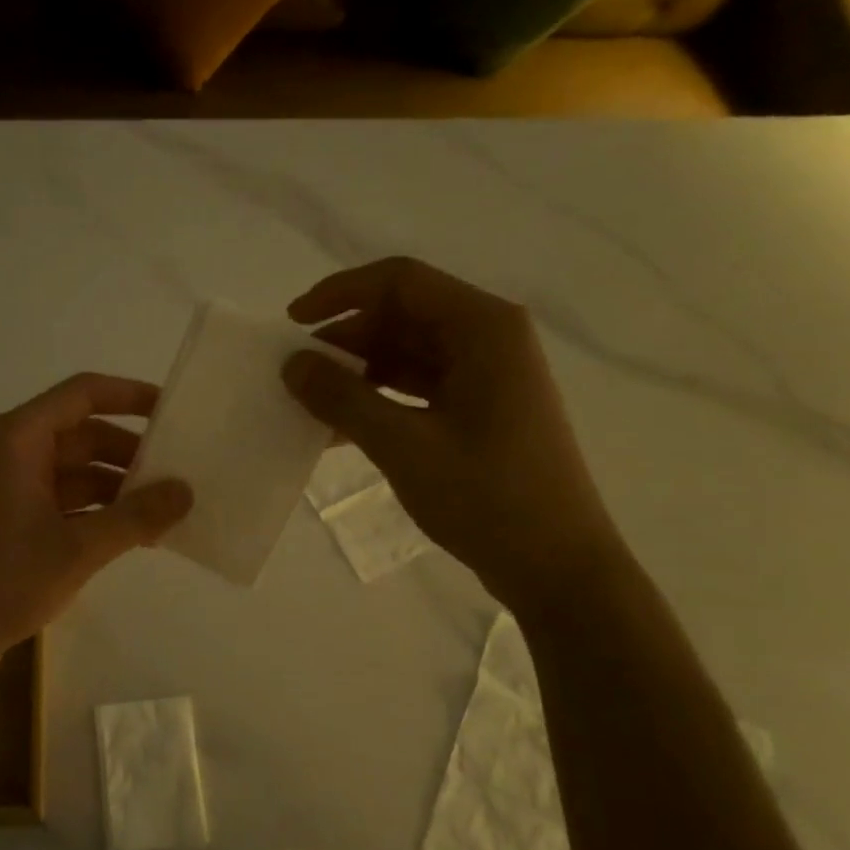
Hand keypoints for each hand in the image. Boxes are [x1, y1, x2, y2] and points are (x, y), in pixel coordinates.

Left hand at [0, 373, 192, 693]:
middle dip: (131, 453)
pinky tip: (136, 536)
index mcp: (18, 439)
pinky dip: (98, 512)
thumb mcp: (78, 549)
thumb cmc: (1, 581)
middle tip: (181, 473)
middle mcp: (12, 452)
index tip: (175, 411)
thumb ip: (136, 516)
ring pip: (76, 471)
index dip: (130, 395)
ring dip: (118, 488)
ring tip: (167, 512)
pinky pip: (64, 500)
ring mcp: (10, 488)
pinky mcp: (11, 520)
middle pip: (83, 434)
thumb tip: (186, 491)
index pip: (83, 394)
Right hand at [282, 258, 624, 616]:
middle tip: (297, 371)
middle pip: (403, 315)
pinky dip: (379, 400)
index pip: (400, 281)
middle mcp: (489, 340)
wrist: (557, 568)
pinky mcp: (481, 411)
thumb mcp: (404, 445)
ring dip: (358, 372)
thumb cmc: (488, 498)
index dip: (340, 293)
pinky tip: (340, 429)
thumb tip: (292, 363)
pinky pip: (418, 387)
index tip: (292, 322)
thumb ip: (343, 398)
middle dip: (346, 338)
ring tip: (311, 401)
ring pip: (408, 353)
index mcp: (484, 328)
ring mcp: (488, 377)